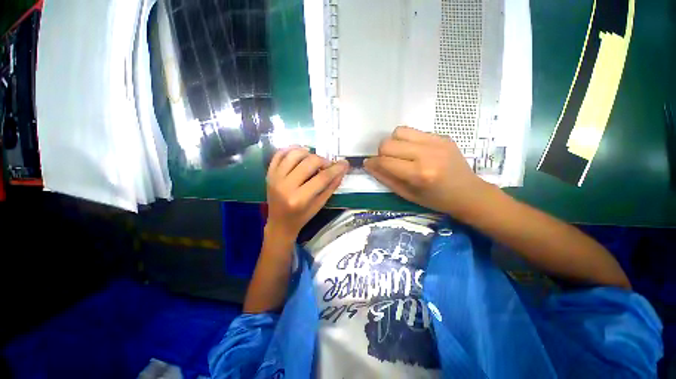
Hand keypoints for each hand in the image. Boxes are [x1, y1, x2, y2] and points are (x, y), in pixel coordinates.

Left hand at [266, 147, 348, 241]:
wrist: (279, 223)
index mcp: (299, 199)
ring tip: (314, 160)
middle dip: (323, 161)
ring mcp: (275, 178)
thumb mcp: (319, 205)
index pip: (322, 178)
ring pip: (294, 154)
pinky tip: (301, 153)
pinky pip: (279, 154)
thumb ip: (331, 187)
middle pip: (309, 163)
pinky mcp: (269, 174)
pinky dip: (291, 149)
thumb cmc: (302, 217)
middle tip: (327, 165)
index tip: (344, 163)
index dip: (335, 169)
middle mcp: (285, 186)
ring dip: (308, 153)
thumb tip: (342, 170)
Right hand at [364, 126, 493, 217]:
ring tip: (401, 154)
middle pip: (388, 143)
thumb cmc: (435, 200)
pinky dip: (407, 140)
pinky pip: (414, 131)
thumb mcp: (407, 194)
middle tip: (388, 162)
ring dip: (394, 143)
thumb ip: (385, 178)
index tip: (370, 164)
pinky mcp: (442, 136)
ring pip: (399, 131)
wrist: (469, 193)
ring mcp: (436, 142)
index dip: (373, 162)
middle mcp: (427, 154)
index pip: (385, 161)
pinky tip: (415, 151)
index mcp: (419, 174)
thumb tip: (368, 164)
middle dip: (382, 153)